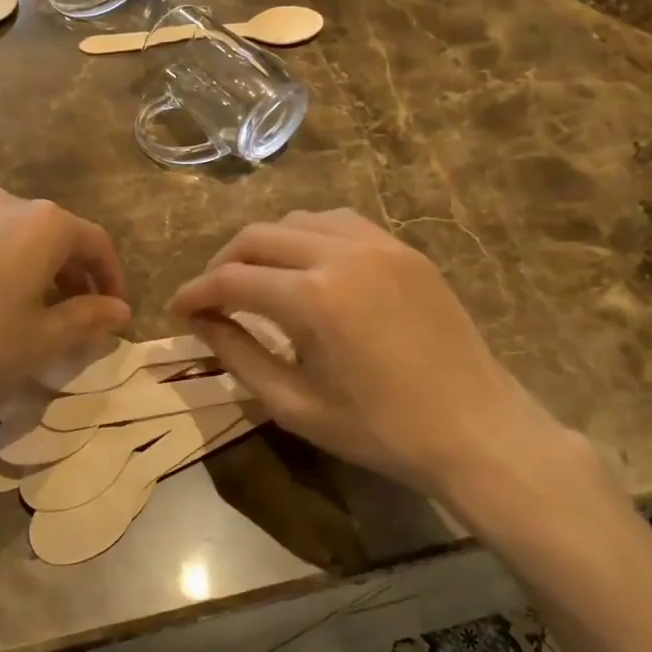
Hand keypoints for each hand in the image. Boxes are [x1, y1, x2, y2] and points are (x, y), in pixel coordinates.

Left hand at [0, 189, 130, 420]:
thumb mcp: (41, 340)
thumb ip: (89, 319)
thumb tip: (121, 310)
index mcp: (42, 223)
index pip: (94, 241)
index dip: (110, 275)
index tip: (111, 307)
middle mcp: (0, 200)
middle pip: (48, 230)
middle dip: (65, 267)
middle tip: (65, 306)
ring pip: (1, 228)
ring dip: (18, 257)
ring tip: (9, 297)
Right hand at [168, 210, 611, 513]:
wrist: (476, 430)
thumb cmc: (380, 431)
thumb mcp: (295, 404)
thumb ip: (238, 356)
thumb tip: (200, 321)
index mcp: (313, 299)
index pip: (232, 279)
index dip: (195, 293)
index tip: (176, 309)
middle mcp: (341, 254)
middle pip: (257, 237)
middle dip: (222, 263)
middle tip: (210, 297)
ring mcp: (378, 244)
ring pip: (297, 220)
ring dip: (264, 246)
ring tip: (256, 280)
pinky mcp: (403, 249)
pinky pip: (339, 222)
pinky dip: (308, 236)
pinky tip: (306, 266)